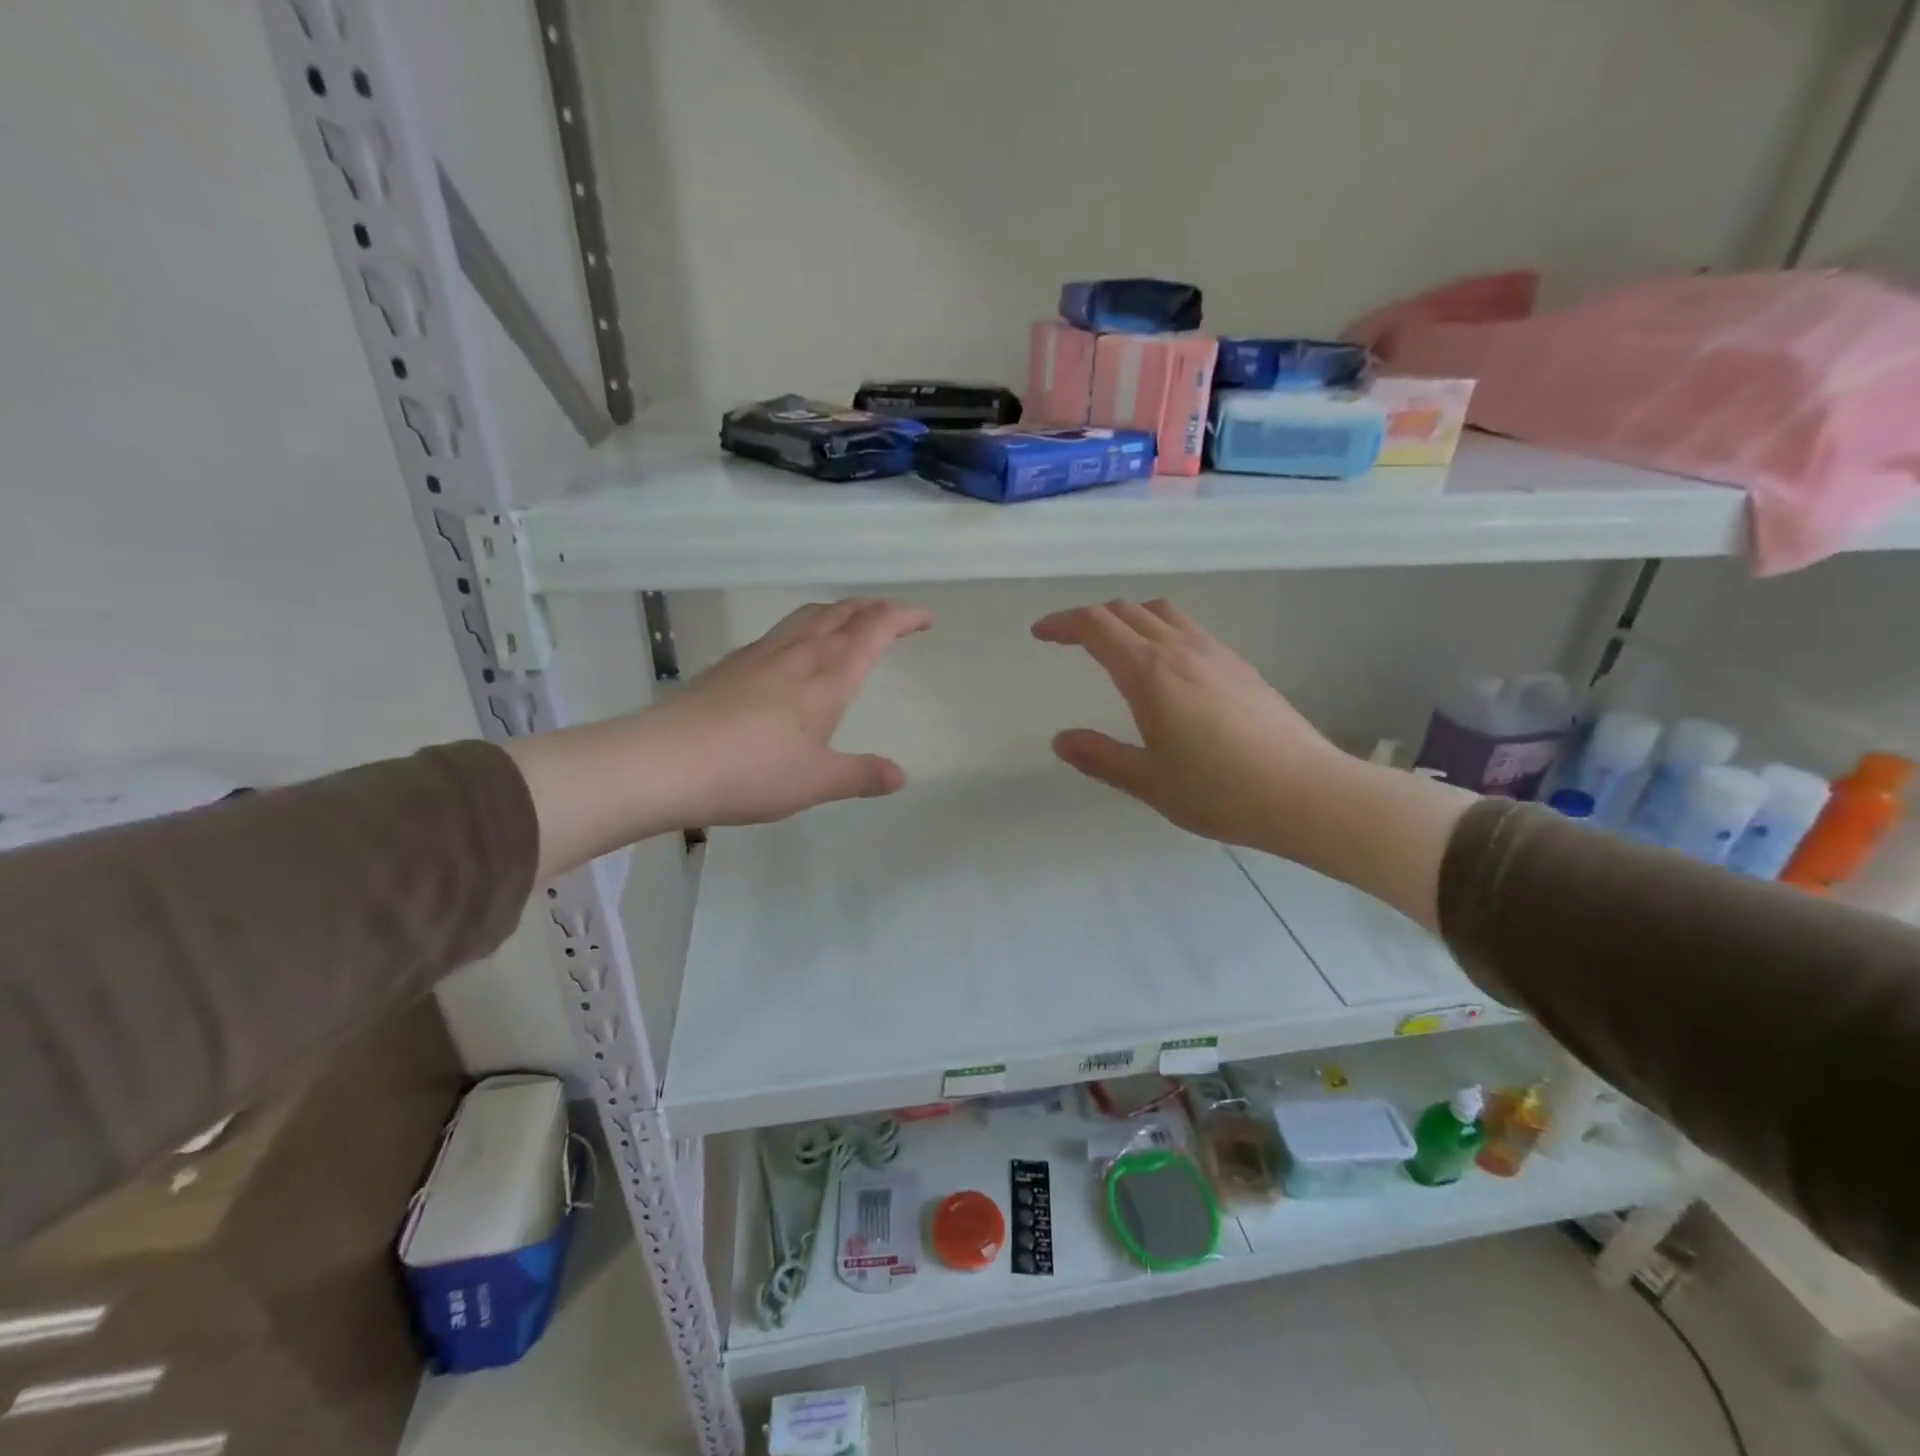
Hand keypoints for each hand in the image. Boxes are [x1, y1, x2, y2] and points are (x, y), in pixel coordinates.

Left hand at [647, 598, 931, 827]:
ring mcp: (759, 655)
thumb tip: (900, 776)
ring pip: (808, 615)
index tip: (925, 617)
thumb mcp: (816, 781)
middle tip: (894, 617)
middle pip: (842, 613)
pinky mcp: (731, 666)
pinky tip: (795, 651)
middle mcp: (797, 654)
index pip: (874, 629)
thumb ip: (860, 775)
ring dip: (838, 611)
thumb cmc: (751, 771)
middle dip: (874, 608)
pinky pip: (782, 631)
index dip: (903, 617)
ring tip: (851, 622)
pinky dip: (806, 627)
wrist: (663, 762)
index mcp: (827, 676)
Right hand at [1031, 599, 1349, 850]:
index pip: (1096, 627)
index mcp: (1150, 674)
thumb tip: (1061, 739)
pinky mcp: (1240, 665)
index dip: (1063, 623)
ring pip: (1162, 612)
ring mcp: (1216, 653)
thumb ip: (1100, 757)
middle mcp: (1181, 650)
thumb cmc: (1220, 791)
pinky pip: (1189, 628)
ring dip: (1128, 618)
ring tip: (1115, 645)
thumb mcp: (1149, 782)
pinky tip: (1166, 666)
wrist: (1307, 792)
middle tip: (1069, 641)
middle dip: (1090, 618)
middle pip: (1126, 610)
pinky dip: (1160, 629)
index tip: (1040, 633)